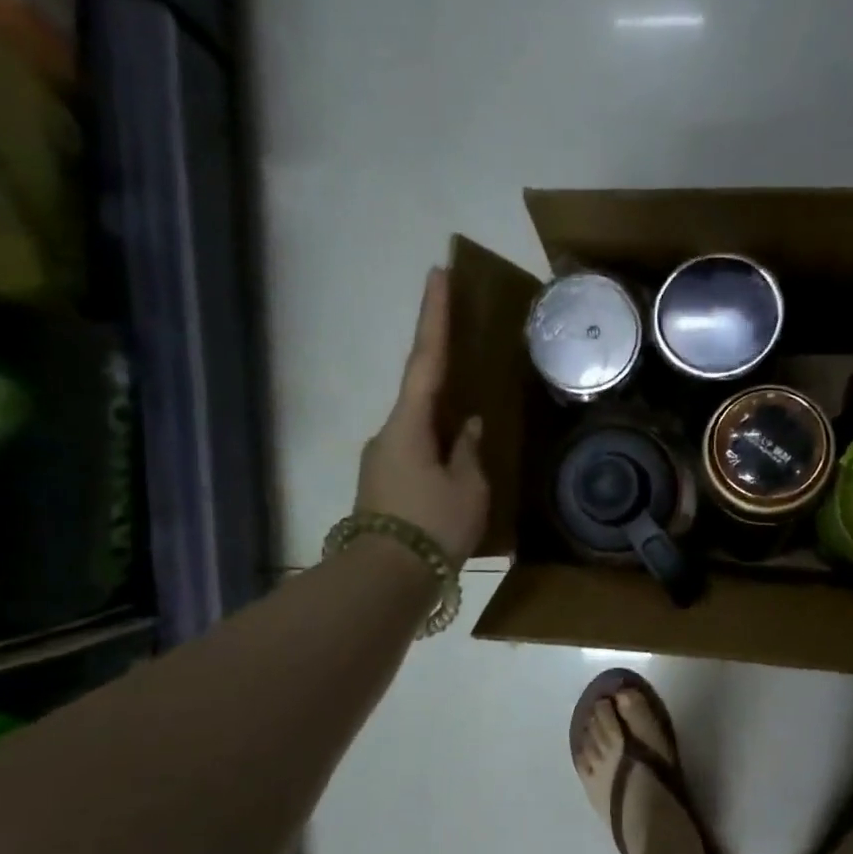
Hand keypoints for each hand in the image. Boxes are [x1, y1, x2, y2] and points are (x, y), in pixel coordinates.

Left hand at [356, 268, 488, 564]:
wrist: (386, 578)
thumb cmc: (433, 527)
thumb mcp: (468, 489)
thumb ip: (469, 451)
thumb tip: (466, 427)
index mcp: (409, 426)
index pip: (426, 360)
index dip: (434, 317)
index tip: (437, 274)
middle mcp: (388, 435)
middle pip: (420, 396)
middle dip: (445, 381)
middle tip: (469, 369)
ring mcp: (381, 462)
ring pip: (419, 432)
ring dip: (444, 431)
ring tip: (471, 448)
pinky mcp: (382, 486)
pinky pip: (415, 456)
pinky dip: (437, 454)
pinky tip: (456, 475)